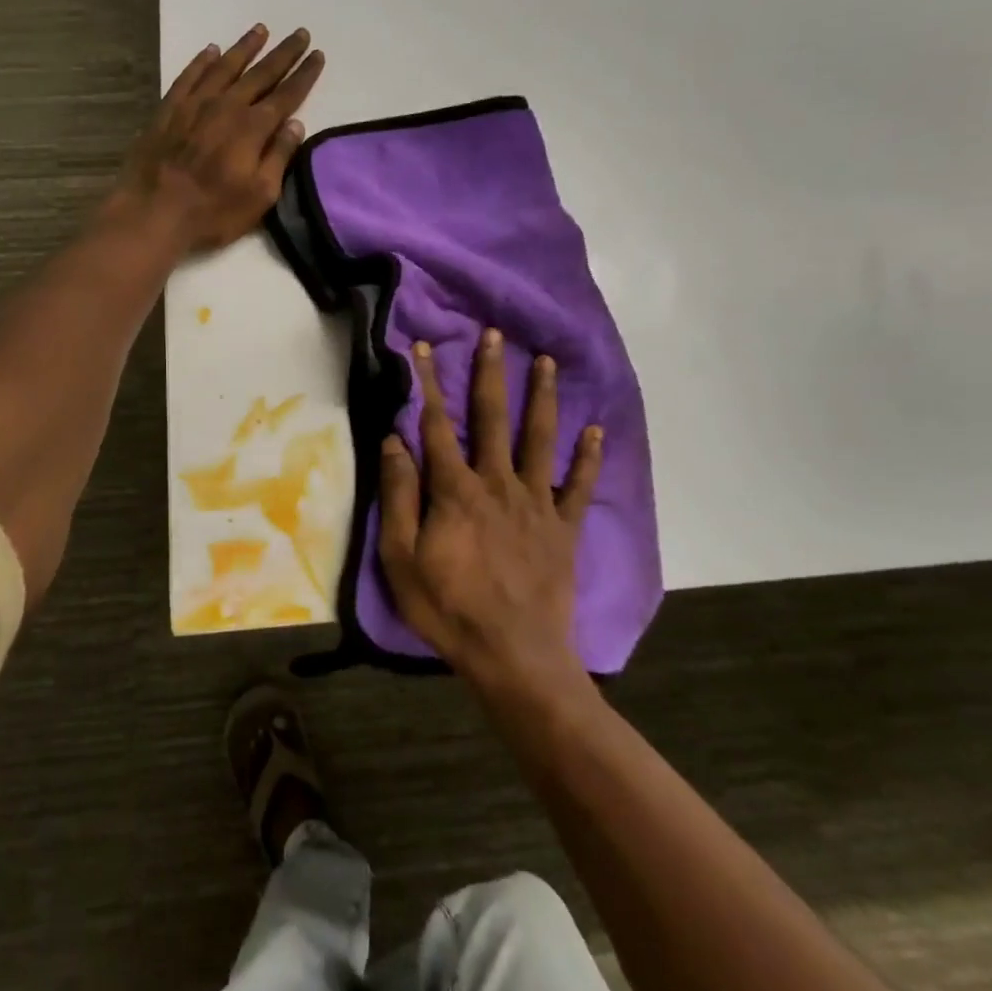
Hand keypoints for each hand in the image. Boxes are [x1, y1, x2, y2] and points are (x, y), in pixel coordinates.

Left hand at [112, 24, 324, 254]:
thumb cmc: (214, 212)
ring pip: (225, 66)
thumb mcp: (260, 195)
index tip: (318, 55)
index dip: (304, 75)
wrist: (154, 212)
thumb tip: (295, 124)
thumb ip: (279, 156)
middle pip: (261, 73)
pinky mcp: (168, 109)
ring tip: (261, 30)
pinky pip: (189, 76)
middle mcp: (227, 106)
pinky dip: (202, 61)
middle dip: (283, 54)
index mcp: (253, 128)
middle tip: (300, 33)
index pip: (287, 95)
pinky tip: (211, 50)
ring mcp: (195, 104)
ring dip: (245, 47)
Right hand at [378, 331, 603, 697]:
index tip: (423, 347)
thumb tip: (394, 441)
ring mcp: (537, 502)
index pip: (436, 425)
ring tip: (547, 361)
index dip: (428, 383)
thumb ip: (399, 497)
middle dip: (491, 372)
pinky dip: (589, 457)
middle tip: (495, 334)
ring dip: (543, 397)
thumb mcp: (402, 559)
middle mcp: (498, 483)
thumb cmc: (449, 610)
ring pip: (540, 438)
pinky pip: (580, 485)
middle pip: (493, 417)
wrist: (515, 657)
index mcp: (456, 490)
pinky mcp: (563, 527)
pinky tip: (597, 431)